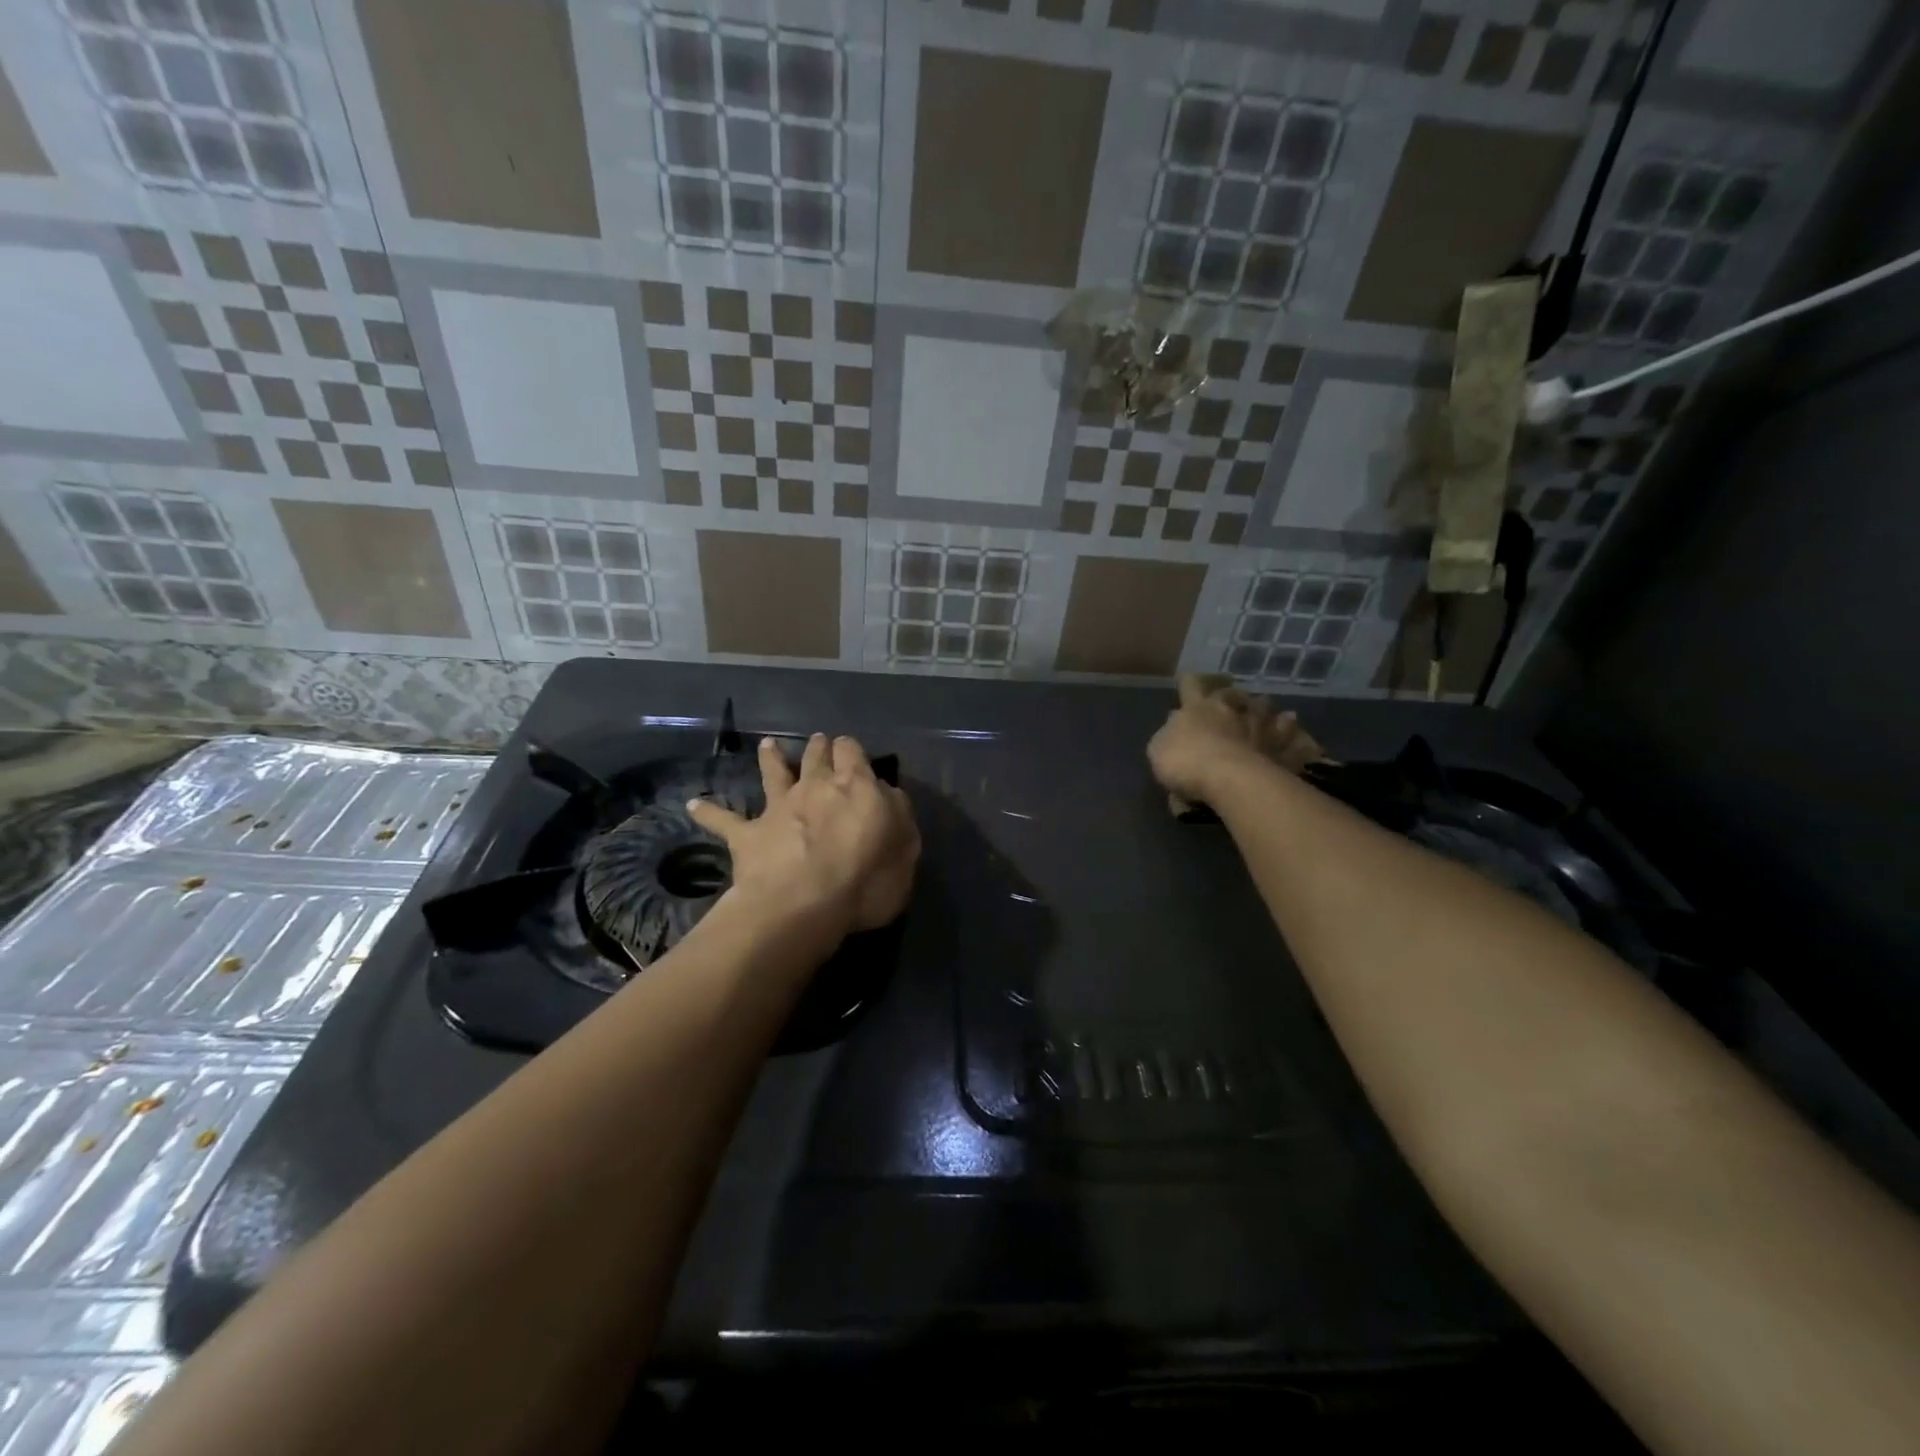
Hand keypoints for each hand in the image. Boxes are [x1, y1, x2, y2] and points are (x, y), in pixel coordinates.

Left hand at [688, 733, 919, 942]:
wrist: (804, 904)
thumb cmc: (866, 879)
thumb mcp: (906, 847)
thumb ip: (898, 814)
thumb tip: (887, 793)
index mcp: (856, 786)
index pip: (852, 752)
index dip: (851, 750)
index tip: (853, 753)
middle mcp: (814, 786)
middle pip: (815, 756)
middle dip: (819, 747)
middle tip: (820, 743)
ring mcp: (778, 808)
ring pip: (773, 773)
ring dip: (770, 758)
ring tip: (767, 745)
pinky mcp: (748, 835)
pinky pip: (724, 820)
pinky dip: (708, 811)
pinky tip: (693, 805)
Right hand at [1147, 679, 1326, 804]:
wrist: (1231, 779)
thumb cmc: (1185, 762)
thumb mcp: (1159, 748)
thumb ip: (1169, 733)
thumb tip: (1178, 722)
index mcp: (1198, 707)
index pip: (1191, 684)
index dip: (1189, 681)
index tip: (1188, 679)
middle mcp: (1231, 709)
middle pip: (1232, 693)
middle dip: (1231, 694)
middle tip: (1232, 697)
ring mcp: (1260, 726)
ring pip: (1265, 708)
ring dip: (1264, 709)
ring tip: (1269, 708)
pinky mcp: (1282, 747)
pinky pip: (1291, 737)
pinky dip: (1292, 733)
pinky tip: (1297, 732)